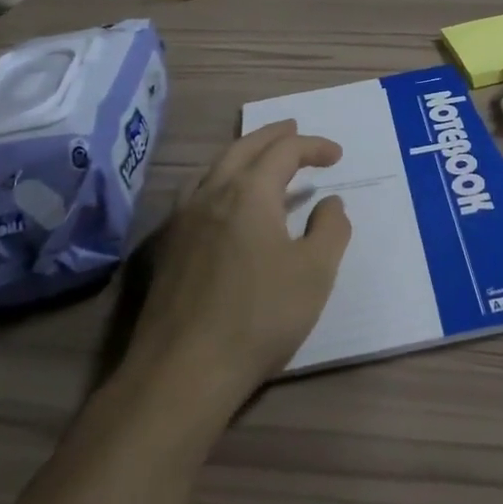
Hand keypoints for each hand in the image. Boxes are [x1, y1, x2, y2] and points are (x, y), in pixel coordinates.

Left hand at [119, 121, 351, 409]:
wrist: (182, 373)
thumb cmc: (259, 317)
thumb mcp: (315, 273)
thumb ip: (330, 229)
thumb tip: (330, 202)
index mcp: (249, 193)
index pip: (284, 151)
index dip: (313, 146)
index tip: (336, 155)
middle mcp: (211, 194)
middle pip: (243, 148)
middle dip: (272, 136)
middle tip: (294, 129)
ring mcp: (182, 220)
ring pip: (213, 168)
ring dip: (241, 154)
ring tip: (259, 158)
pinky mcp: (166, 249)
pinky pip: (195, 194)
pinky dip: (217, 181)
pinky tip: (221, 203)